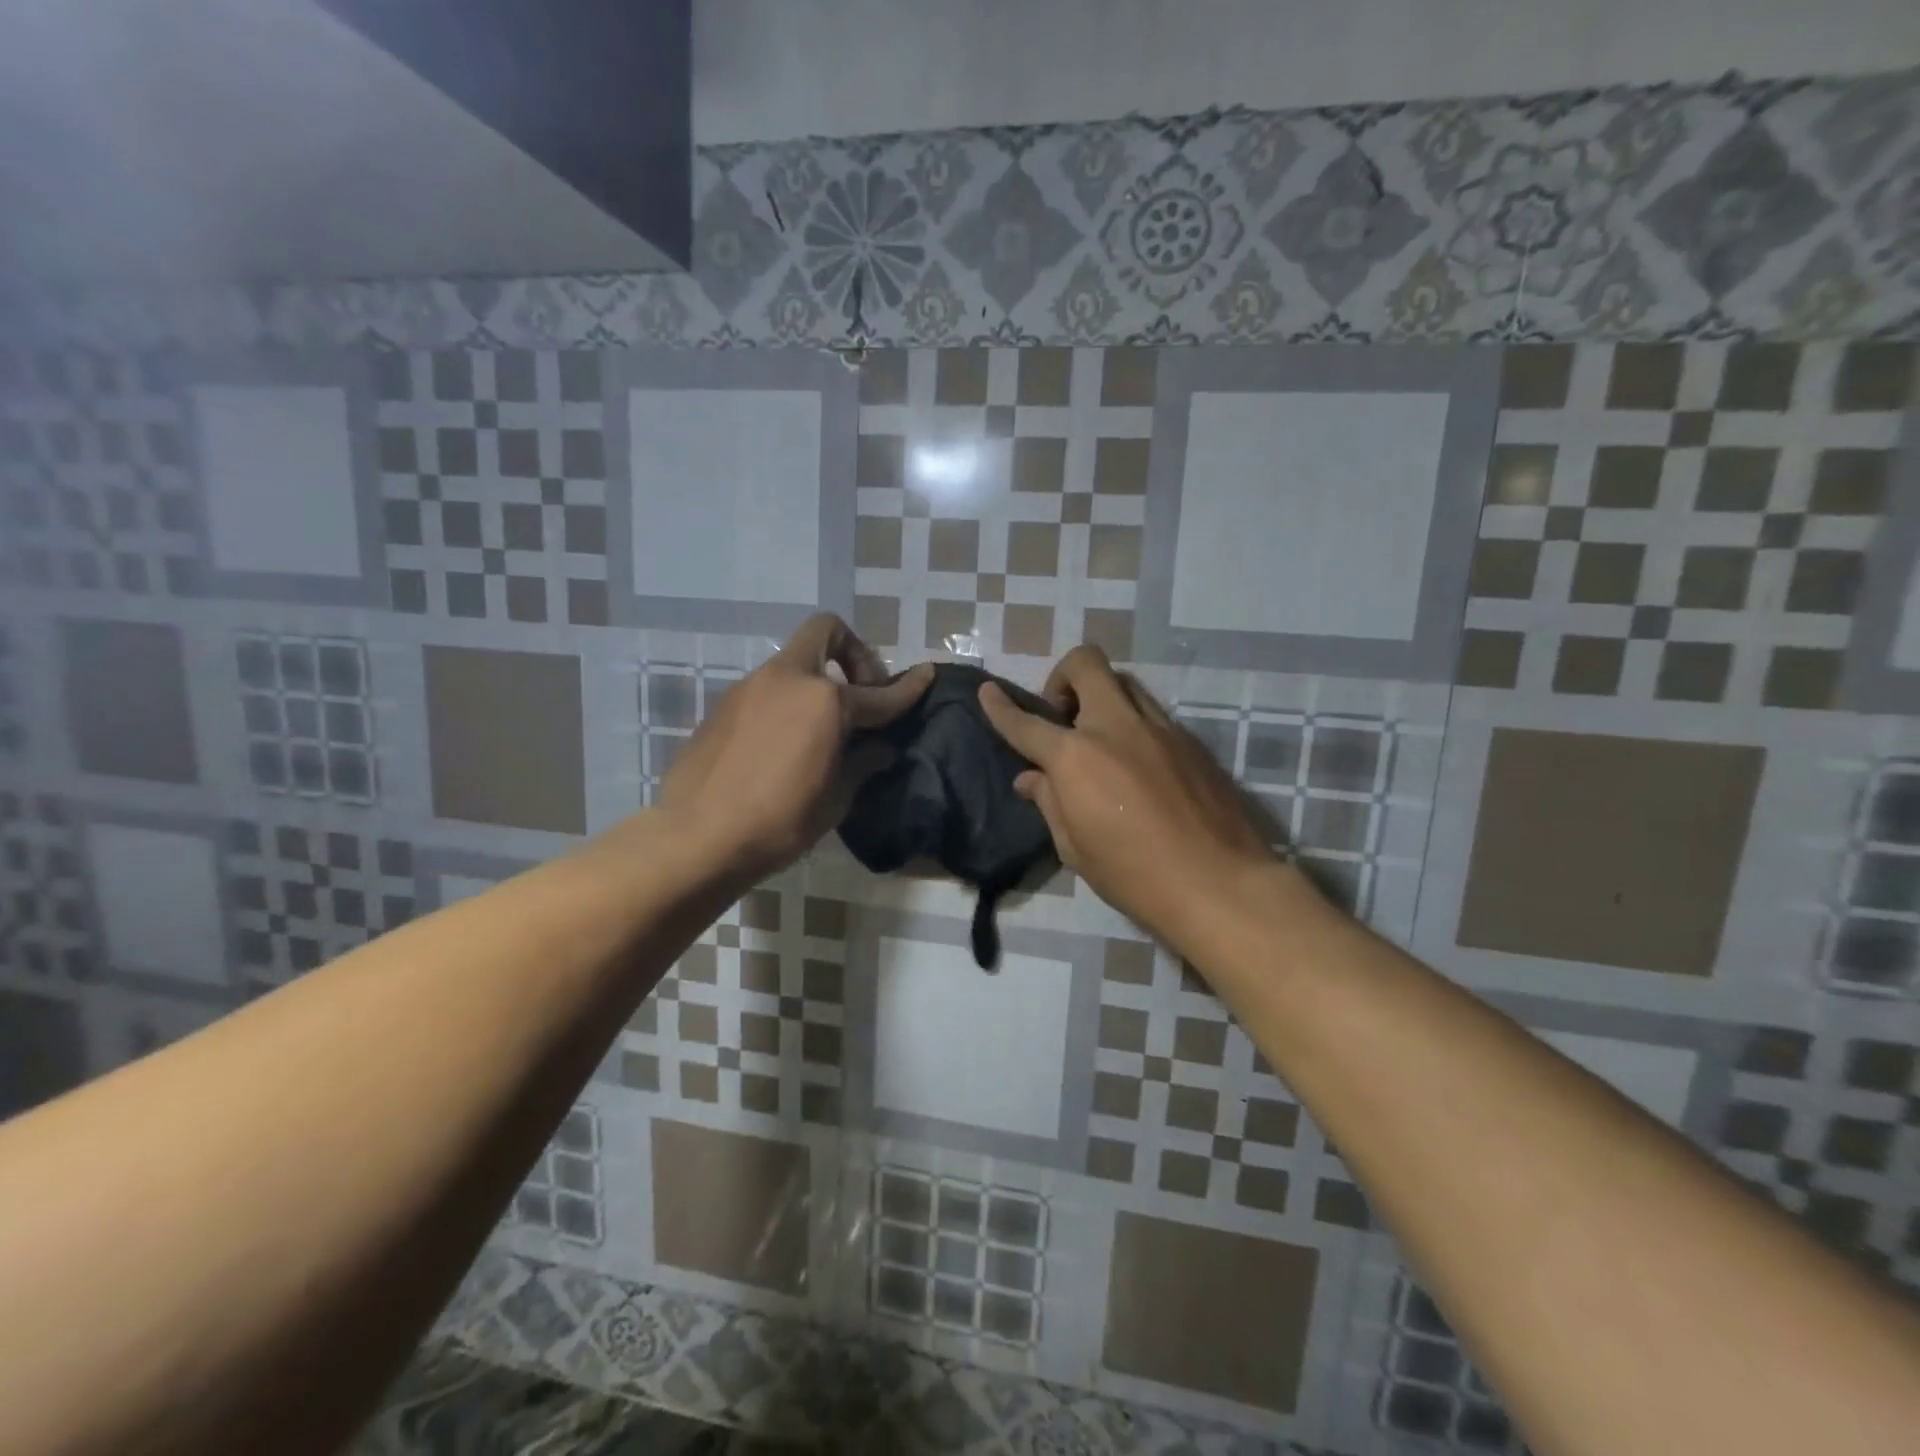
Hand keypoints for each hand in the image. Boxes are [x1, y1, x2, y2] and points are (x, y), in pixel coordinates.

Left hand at [658, 614, 930, 885]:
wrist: (697, 838)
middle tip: (862, 693)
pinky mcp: (724, 706)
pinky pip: (769, 689)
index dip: (908, 688)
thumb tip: (881, 748)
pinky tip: (786, 743)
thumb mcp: (835, 798)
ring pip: (794, 662)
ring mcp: (751, 688)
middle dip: (853, 653)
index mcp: (826, 701)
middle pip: (826, 633)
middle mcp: (788, 680)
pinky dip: (789, 701)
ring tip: (824, 728)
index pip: (880, 693)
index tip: (926, 675)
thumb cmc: (779, 822)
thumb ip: (863, 763)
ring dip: (818, 680)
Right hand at [978, 646, 1280, 947]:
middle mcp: (1116, 728)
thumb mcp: (1076, 848)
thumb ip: (1050, 803)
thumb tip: (1031, 778)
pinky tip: (1137, 766)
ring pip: (1124, 683)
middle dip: (1063, 677)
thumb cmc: (1134, 875)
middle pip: (1086, 664)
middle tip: (1062, 716)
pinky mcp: (1191, 742)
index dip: (1000, 707)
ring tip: (1099, 739)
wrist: (1219, 884)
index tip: (988, 692)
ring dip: (1101, 697)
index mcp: (1076, 757)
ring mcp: (1160, 729)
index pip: (1026, 723)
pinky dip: (1132, 725)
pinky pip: (1152, 714)